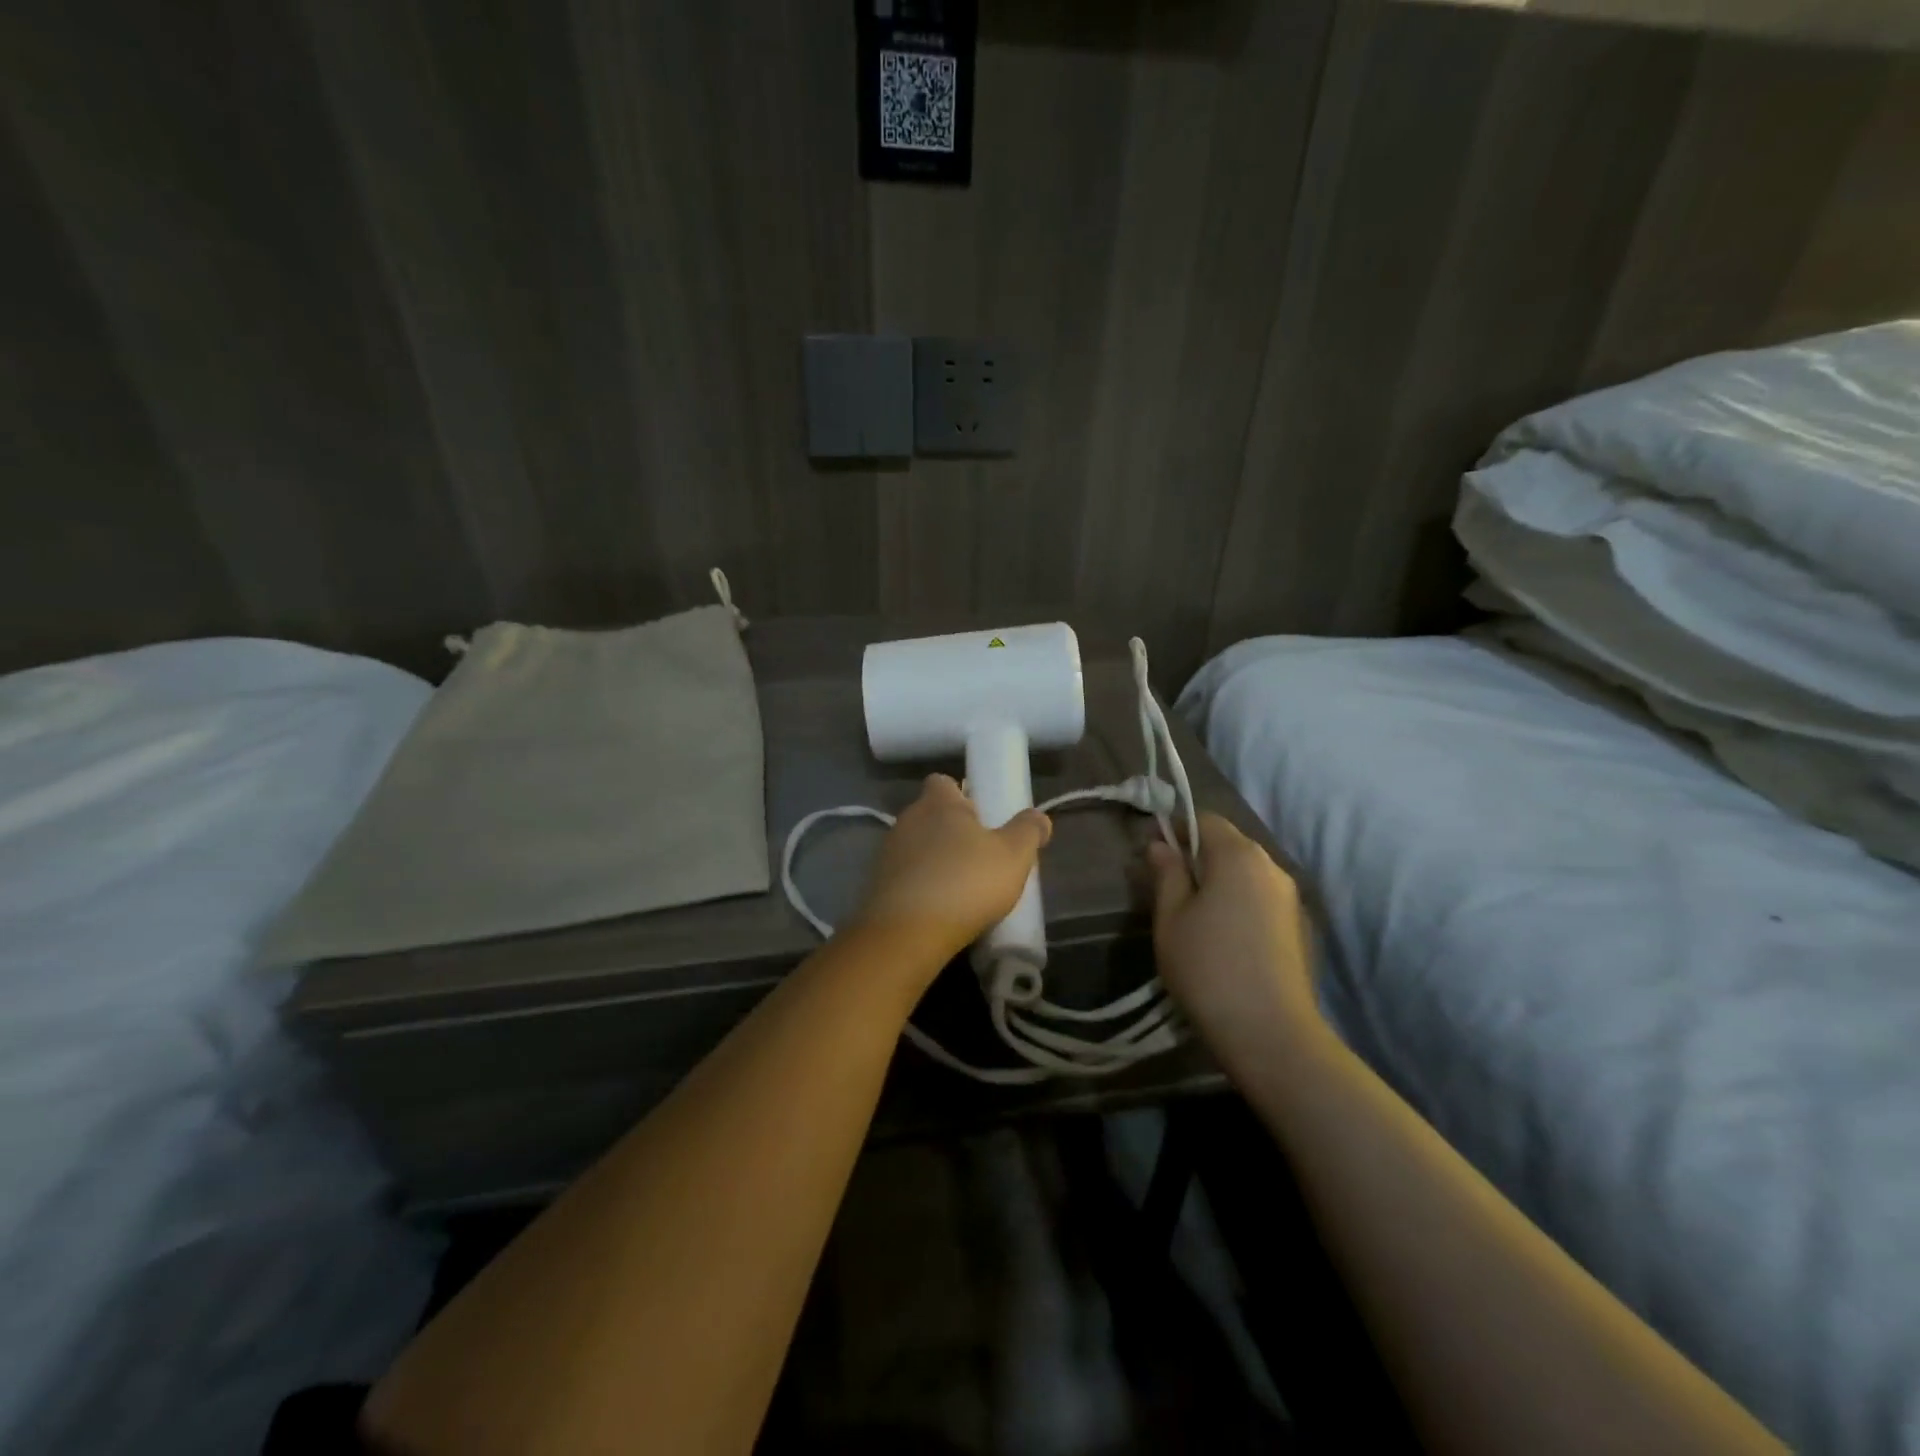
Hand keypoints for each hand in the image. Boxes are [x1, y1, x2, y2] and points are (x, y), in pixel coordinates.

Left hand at [849, 774, 1052, 978]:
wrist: (907, 934)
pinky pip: (905, 877)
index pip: (943, 782)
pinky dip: (921, 887)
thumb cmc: (965, 883)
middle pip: (930, 815)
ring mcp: (887, 854)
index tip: (982, 817)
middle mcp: (907, 820)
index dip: (962, 795)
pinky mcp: (877, 886)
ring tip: (962, 888)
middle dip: (952, 831)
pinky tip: (939, 910)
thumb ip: (1028, 831)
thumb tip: (1039, 817)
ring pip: (917, 847)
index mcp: (938, 803)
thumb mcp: (1013, 856)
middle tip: (980, 856)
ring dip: (935, 861)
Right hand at [1146, 813, 1323, 1076]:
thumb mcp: (1170, 918)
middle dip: (1198, 856)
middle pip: (1229, 844)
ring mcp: (1290, 897)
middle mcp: (1271, 866)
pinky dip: (1239, 902)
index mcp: (1238, 855)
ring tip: (1194, 916)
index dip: (1177, 829)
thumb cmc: (1208, 968)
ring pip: (1246, 873)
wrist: (1270, 1033)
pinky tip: (1223, 937)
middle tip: (1169, 888)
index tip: (1154, 855)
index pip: (1206, 820)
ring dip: (1220, 881)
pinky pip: (1261, 897)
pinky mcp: (1299, 926)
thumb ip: (1166, 874)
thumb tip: (1160, 846)